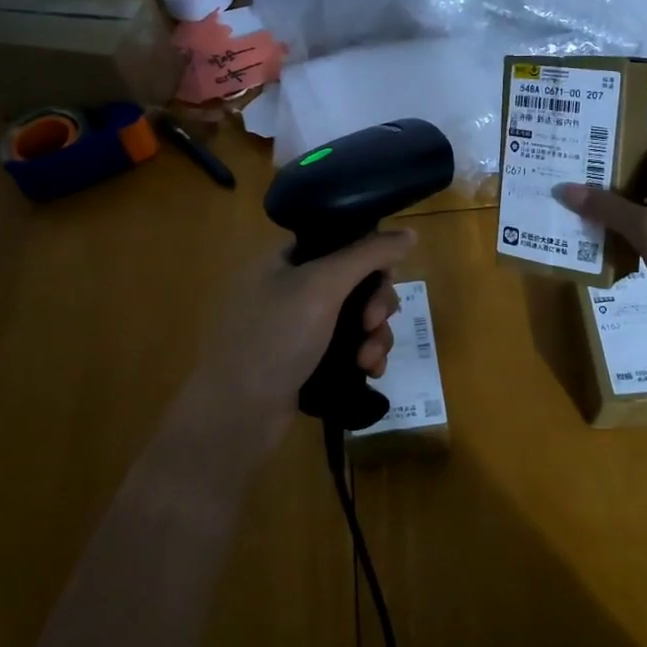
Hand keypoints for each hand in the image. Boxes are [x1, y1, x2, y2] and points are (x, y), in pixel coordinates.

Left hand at [183, 228, 416, 458]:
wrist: (237, 414)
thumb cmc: (275, 337)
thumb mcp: (322, 285)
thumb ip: (368, 254)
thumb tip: (409, 233)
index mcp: (285, 260)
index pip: (341, 242)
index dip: (370, 258)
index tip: (385, 279)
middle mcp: (291, 288)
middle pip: (355, 282)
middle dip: (376, 304)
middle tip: (373, 323)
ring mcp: (298, 327)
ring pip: (357, 318)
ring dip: (375, 335)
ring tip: (369, 359)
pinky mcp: (307, 361)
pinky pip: (349, 348)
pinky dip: (364, 355)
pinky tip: (370, 371)